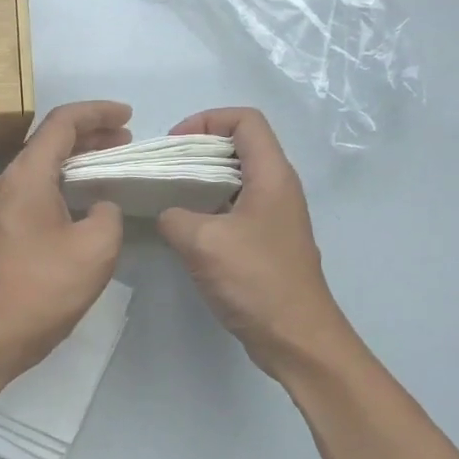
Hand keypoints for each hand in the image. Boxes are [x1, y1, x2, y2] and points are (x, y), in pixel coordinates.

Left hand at [0, 101, 129, 374]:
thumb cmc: (46, 288)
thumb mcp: (96, 247)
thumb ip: (109, 213)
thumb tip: (100, 206)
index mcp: (27, 176)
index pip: (62, 123)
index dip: (98, 113)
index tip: (129, 116)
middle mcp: (9, 182)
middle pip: (50, 140)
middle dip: (90, 132)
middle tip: (126, 138)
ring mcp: (2, 206)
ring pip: (43, 165)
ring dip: (77, 157)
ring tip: (112, 160)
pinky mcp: (3, 227)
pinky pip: (37, 188)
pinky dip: (65, 181)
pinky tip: (88, 196)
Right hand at [157, 108, 356, 377]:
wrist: (296, 337)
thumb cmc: (255, 281)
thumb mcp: (202, 242)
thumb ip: (175, 216)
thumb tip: (168, 213)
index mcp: (272, 176)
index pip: (245, 120)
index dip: (207, 120)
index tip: (174, 144)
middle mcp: (278, 188)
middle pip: (239, 146)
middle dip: (197, 150)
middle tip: (162, 171)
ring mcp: (274, 216)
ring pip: (235, 179)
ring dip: (200, 181)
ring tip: (167, 197)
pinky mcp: (266, 242)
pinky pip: (234, 208)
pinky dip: (208, 208)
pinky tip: (183, 230)